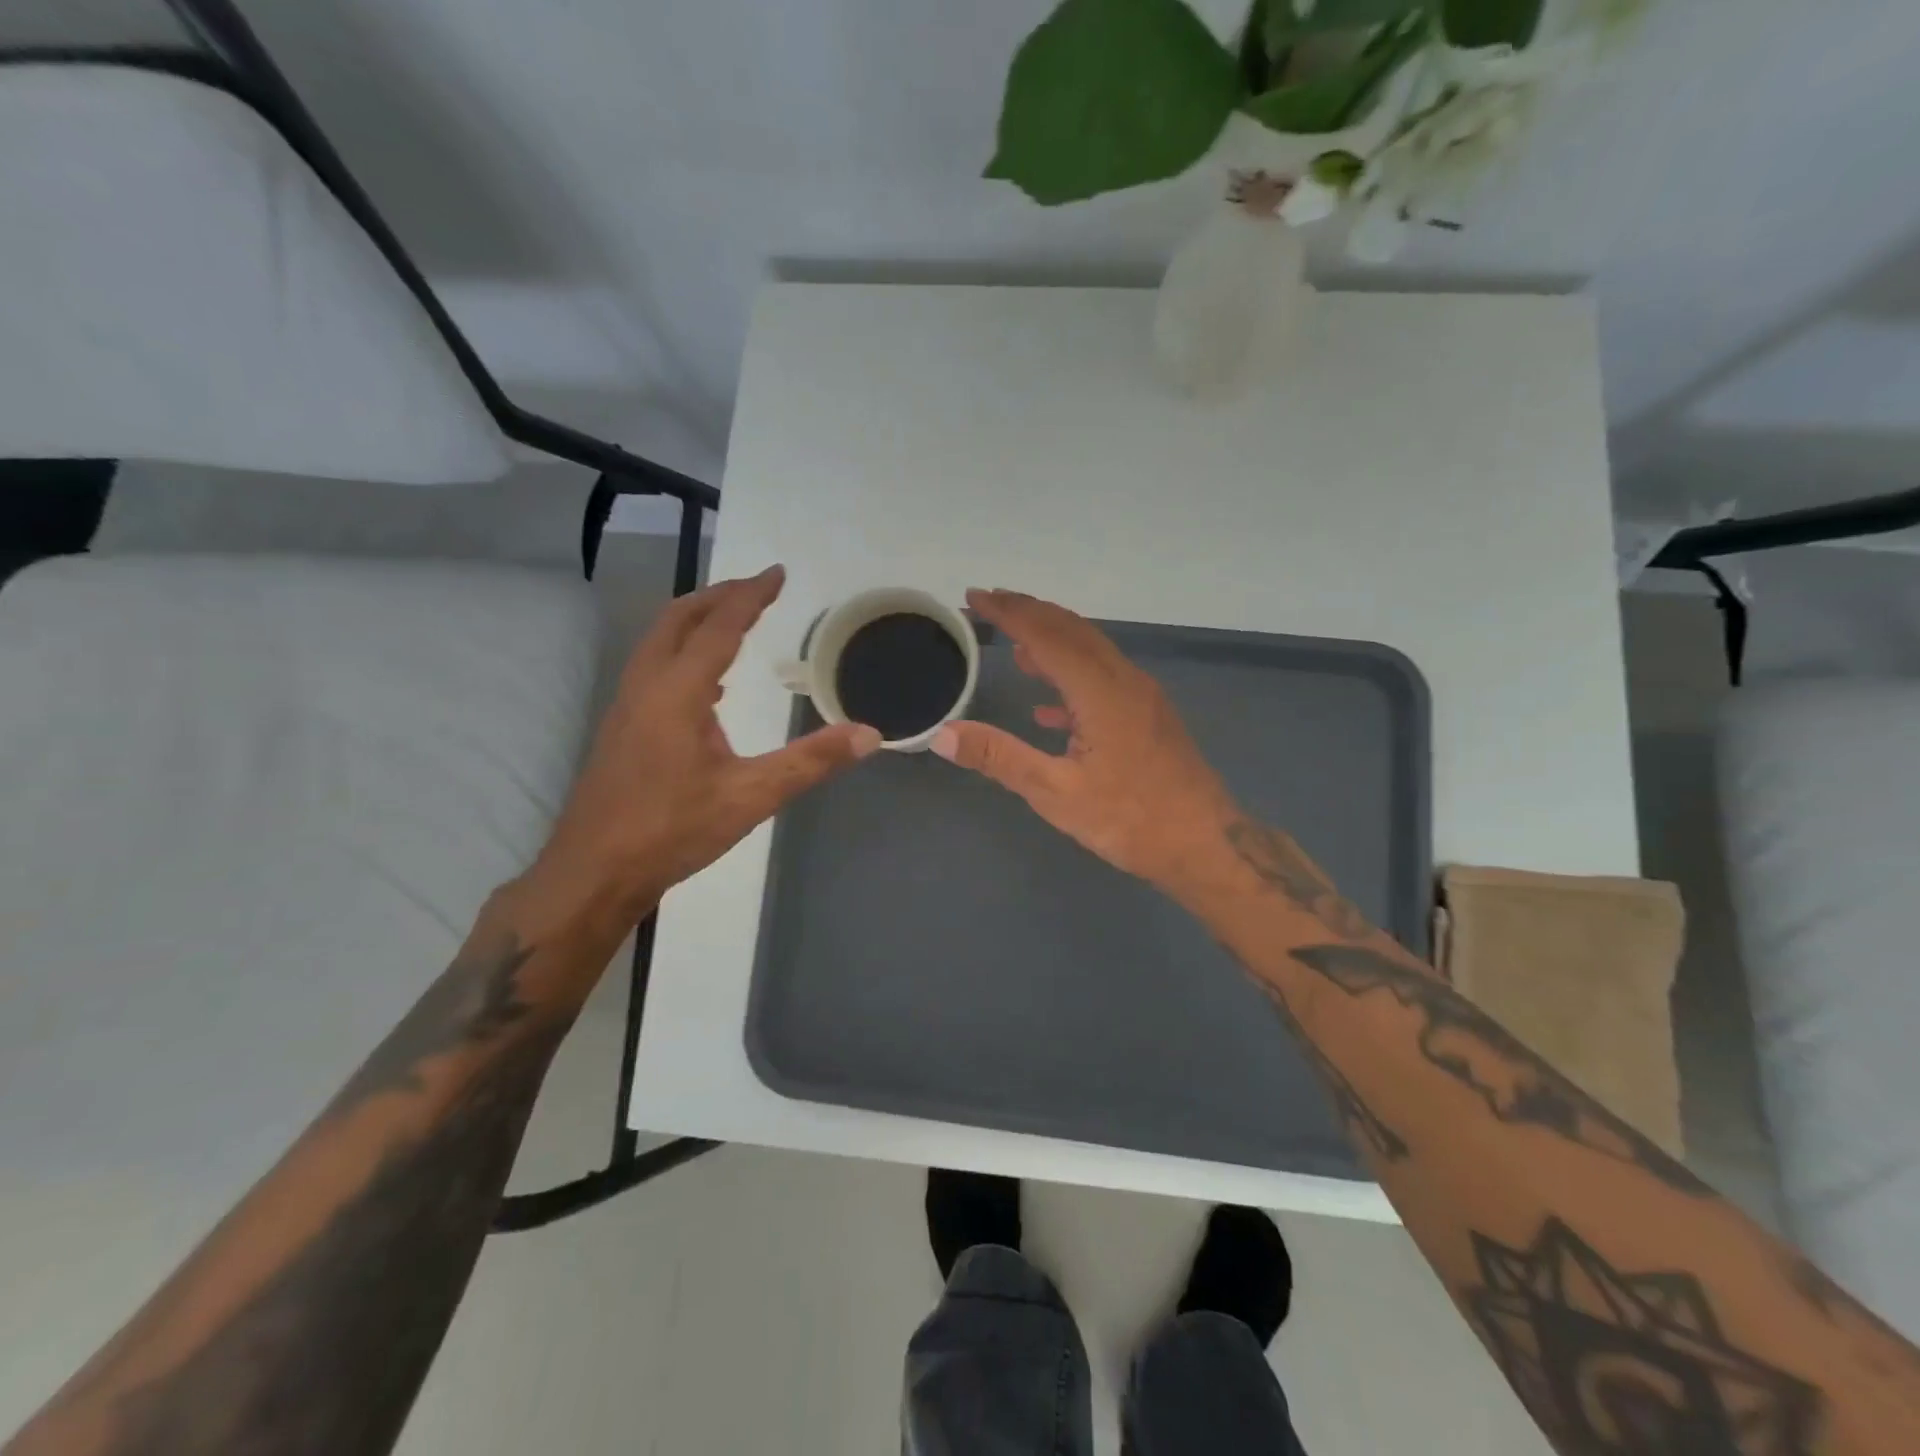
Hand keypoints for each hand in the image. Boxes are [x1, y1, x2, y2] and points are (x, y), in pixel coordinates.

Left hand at [524, 566, 880, 934]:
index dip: (750, 596)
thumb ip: (811, 761)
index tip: (777, 573)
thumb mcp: (751, 796)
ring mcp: (628, 705)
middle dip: (718, 595)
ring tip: (735, 621)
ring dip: (697, 620)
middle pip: (678, 618)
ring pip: (660, 640)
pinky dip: (684, 651)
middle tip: (757, 589)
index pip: (719, 626)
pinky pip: (655, 666)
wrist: (593, 872)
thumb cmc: (672, 830)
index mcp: (677, 691)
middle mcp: (647, 685)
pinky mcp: (623, 727)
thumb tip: (869, 734)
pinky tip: (708, 684)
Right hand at [932, 590, 1241, 900]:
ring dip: (1051, 639)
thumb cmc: (1129, 820)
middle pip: (1071, 629)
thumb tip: (943, 734)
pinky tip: (1047, 706)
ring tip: (1014, 643)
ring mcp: (1142, 696)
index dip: (1008, 612)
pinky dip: (1071, 676)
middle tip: (988, 604)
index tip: (974, 596)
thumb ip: (1000, 758)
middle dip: (1028, 612)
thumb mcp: (1055, 794)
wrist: (1204, 844)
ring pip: (1091, 650)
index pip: (1046, 635)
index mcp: (1100, 691)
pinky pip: (1103, 678)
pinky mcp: (1149, 715)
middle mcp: (1123, 680)